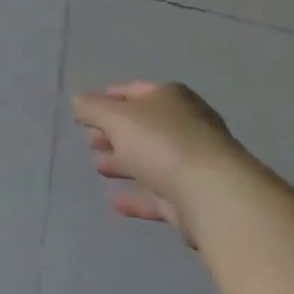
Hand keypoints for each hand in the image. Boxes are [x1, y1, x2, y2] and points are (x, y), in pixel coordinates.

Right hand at [73, 82, 244, 242]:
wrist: (214, 195)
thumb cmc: (161, 143)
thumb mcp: (115, 117)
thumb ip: (91, 108)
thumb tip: (79, 103)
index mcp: (170, 97)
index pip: (133, 91)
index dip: (107, 98)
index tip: (84, 111)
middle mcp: (186, 124)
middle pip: (143, 126)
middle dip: (114, 132)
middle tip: (90, 141)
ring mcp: (194, 162)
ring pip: (151, 159)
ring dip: (124, 162)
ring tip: (98, 167)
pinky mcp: (196, 198)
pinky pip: (160, 193)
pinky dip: (137, 196)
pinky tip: (116, 203)